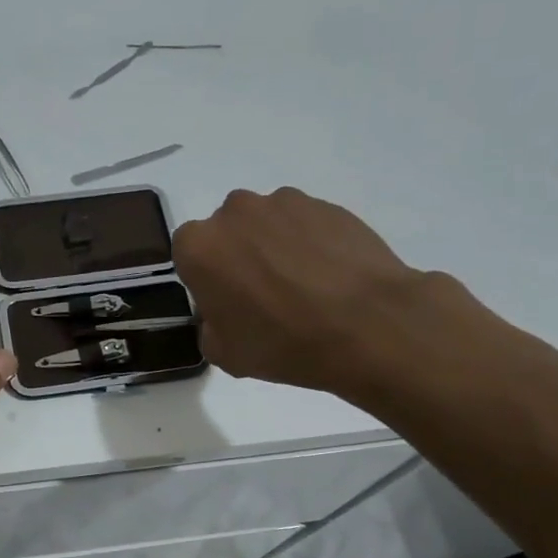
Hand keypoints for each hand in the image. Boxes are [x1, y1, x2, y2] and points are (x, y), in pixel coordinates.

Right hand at [172, 187, 431, 396]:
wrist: (369, 325)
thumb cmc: (284, 342)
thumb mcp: (225, 354)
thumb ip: (210, 327)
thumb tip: (222, 314)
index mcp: (199, 247)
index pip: (188, 255)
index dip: (206, 279)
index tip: (226, 303)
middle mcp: (234, 213)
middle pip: (227, 232)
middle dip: (239, 256)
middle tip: (265, 294)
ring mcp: (283, 203)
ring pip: (266, 224)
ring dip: (275, 247)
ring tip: (305, 285)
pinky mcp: (326, 204)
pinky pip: (305, 223)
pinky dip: (311, 243)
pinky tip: (331, 276)